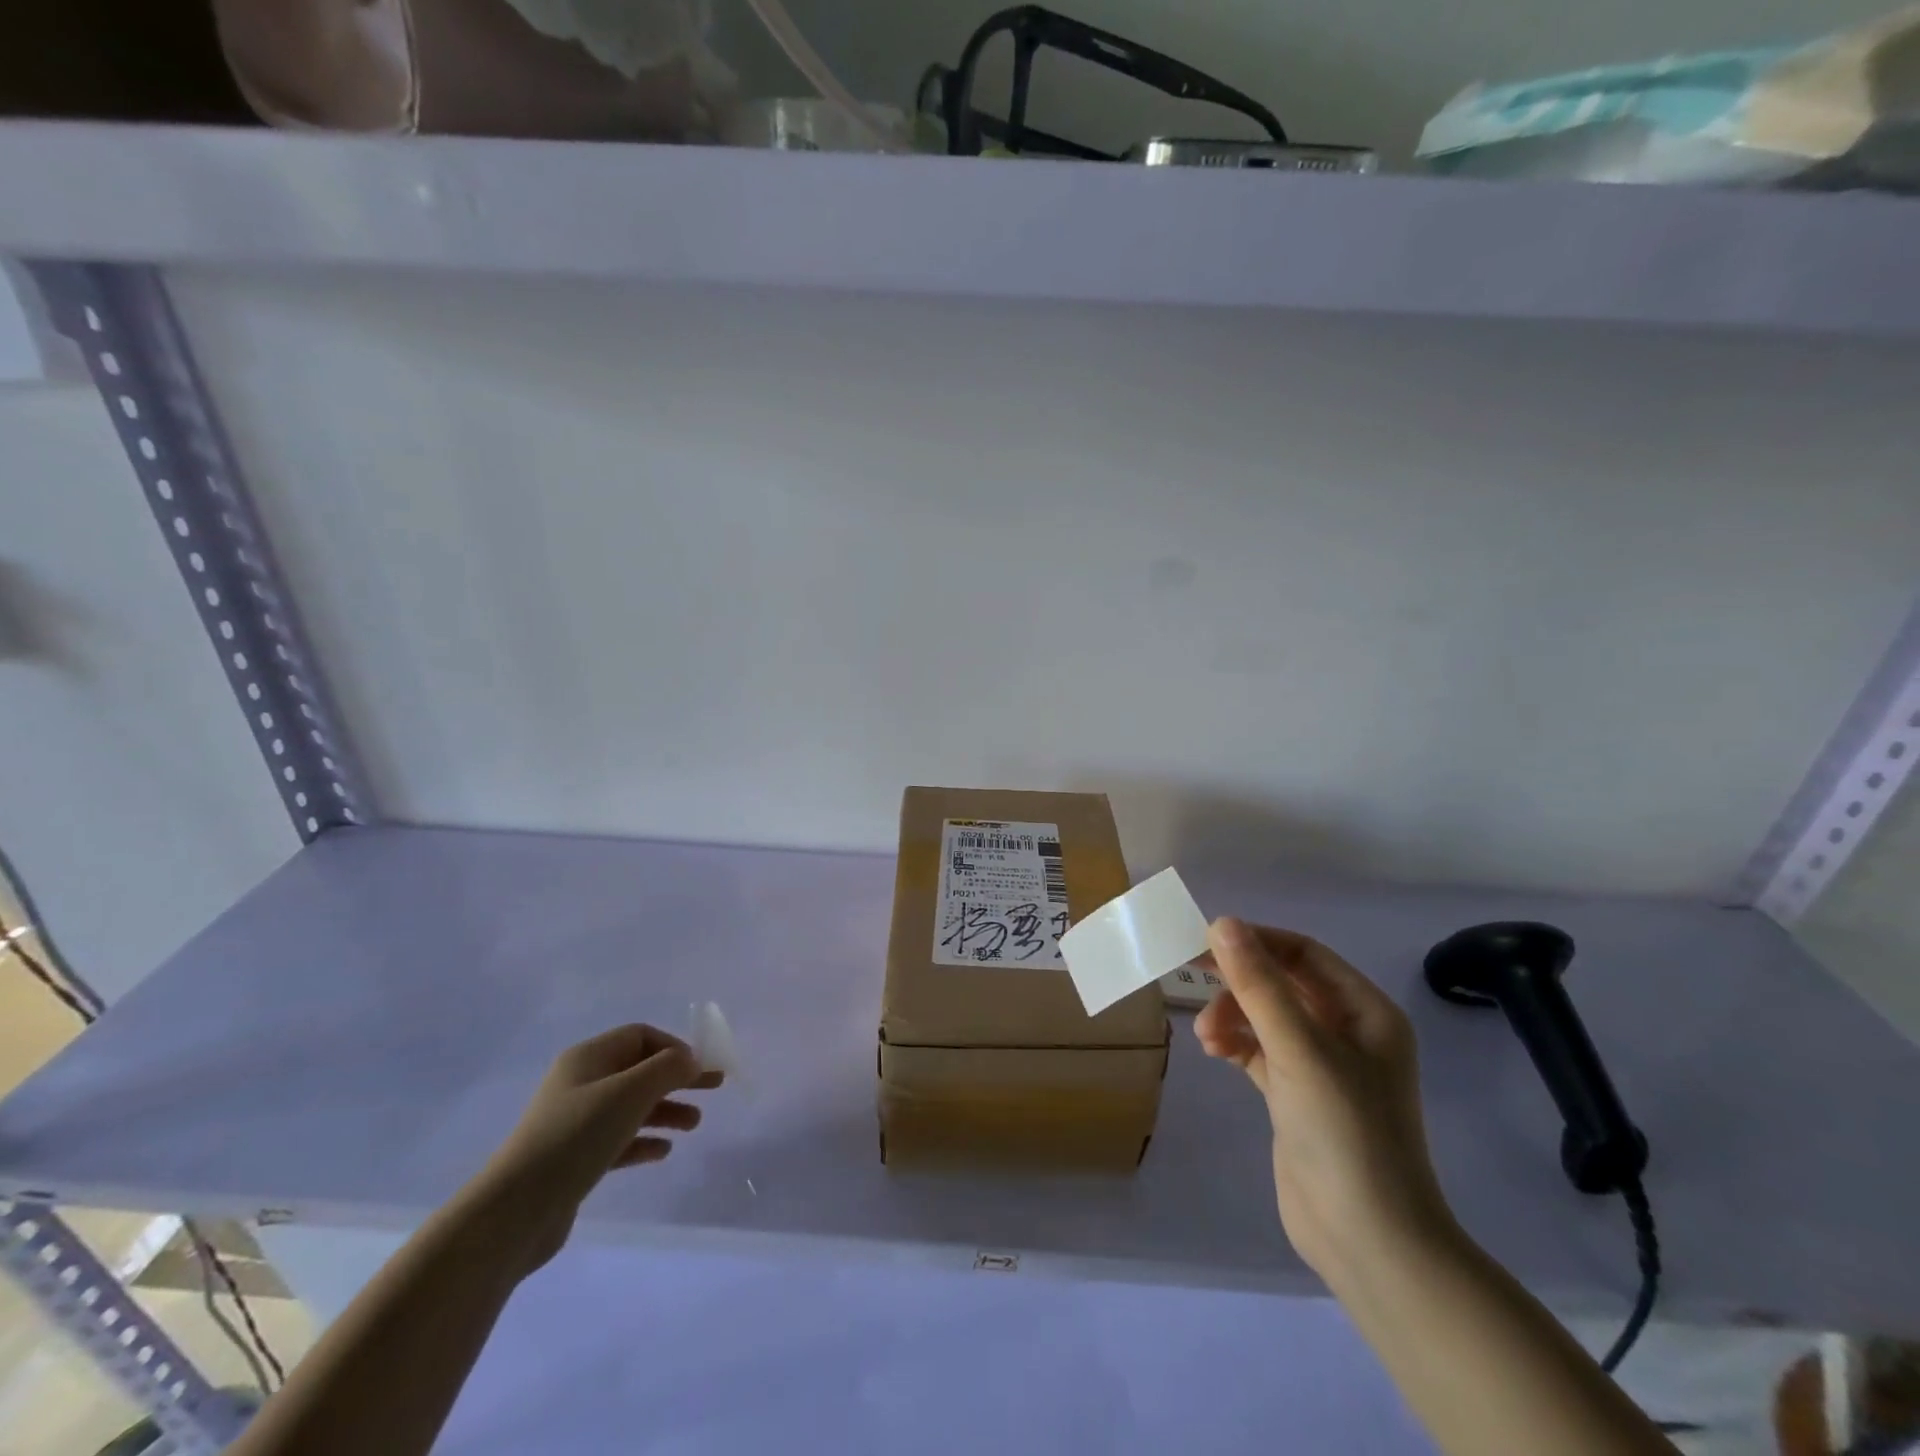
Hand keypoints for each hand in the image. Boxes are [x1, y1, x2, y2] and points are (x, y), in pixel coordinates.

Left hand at [465, 1024, 721, 1275]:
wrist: (515, 1211)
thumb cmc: (577, 1136)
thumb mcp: (630, 1092)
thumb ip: (668, 1068)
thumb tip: (690, 1061)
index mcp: (588, 1058)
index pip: (641, 1036)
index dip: (675, 1047)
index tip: (701, 1068)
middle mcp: (581, 1083)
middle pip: (640, 1070)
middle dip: (678, 1078)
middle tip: (714, 1088)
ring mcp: (576, 1122)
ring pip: (632, 1106)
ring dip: (666, 1110)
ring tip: (694, 1125)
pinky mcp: (574, 1159)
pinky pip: (618, 1139)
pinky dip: (644, 1140)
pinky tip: (663, 1151)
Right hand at [1196, 918, 1453, 1282]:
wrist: (1369, 1242)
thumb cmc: (1344, 1132)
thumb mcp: (1298, 1049)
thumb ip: (1258, 985)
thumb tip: (1222, 923)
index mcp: (1365, 1012)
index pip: (1305, 954)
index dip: (1257, 941)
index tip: (1207, 940)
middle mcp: (1348, 1032)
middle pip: (1283, 983)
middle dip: (1239, 980)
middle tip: (1190, 971)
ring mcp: (1323, 1066)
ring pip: (1267, 1017)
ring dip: (1232, 1014)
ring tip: (1206, 1035)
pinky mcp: (1298, 1095)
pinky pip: (1259, 1050)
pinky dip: (1235, 1043)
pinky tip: (1214, 1050)